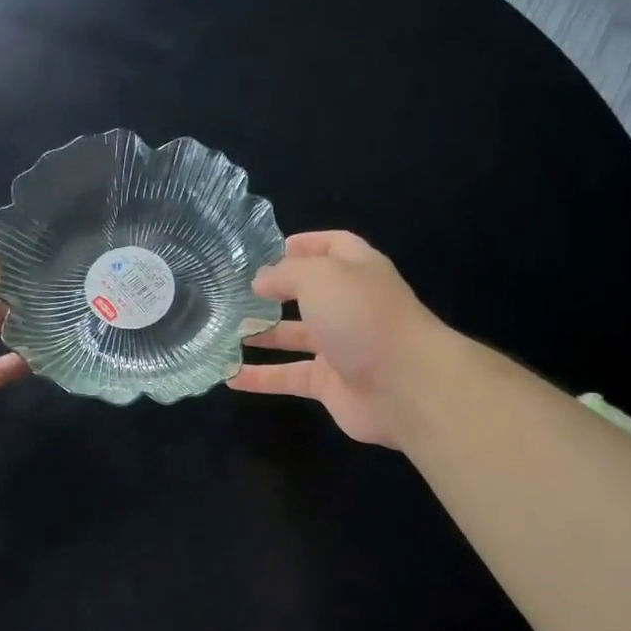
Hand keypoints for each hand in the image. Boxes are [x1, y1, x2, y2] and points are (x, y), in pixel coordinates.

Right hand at [227, 231, 445, 447]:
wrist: (405, 386)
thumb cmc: (363, 317)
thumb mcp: (319, 278)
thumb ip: (285, 274)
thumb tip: (260, 281)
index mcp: (357, 271)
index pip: (334, 246)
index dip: (306, 244)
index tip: (269, 251)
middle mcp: (351, 306)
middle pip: (310, 294)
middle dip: (276, 293)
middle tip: (236, 294)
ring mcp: (342, 347)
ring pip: (296, 337)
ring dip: (263, 335)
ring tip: (225, 332)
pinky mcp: (331, 385)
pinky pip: (290, 376)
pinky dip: (262, 378)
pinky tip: (230, 378)